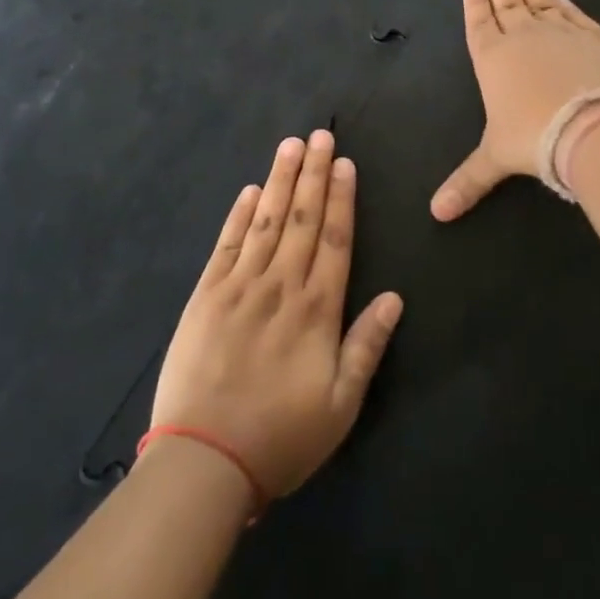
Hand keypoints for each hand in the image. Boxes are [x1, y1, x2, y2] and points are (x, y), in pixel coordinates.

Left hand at [150, 130, 403, 500]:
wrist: (204, 463)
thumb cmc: (281, 438)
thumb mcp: (340, 405)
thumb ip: (367, 346)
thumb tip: (395, 297)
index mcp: (317, 310)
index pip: (335, 239)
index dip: (342, 198)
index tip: (345, 163)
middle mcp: (280, 286)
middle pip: (303, 219)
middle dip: (314, 174)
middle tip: (321, 135)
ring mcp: (239, 287)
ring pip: (266, 221)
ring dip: (281, 180)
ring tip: (291, 145)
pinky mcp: (205, 297)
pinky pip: (226, 245)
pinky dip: (239, 215)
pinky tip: (250, 191)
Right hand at [431, 0, 599, 220]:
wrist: (594, 127)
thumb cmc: (534, 139)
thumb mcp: (496, 160)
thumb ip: (467, 181)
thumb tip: (436, 214)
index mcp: (493, 58)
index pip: (480, 21)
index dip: (475, 0)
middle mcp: (524, 37)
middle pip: (507, 1)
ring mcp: (562, 33)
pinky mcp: (595, 38)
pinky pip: (576, 16)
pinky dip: (567, 5)